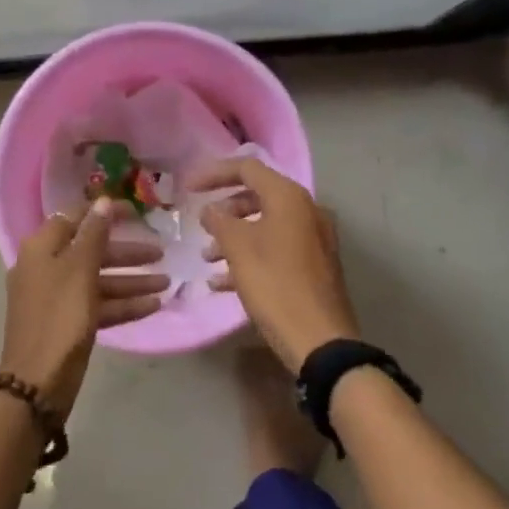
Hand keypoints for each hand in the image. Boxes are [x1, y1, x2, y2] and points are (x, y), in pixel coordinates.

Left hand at [1, 200, 167, 414]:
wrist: (37, 383)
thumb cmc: (60, 317)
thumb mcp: (80, 270)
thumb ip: (94, 234)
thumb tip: (102, 201)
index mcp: (42, 248)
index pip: (76, 217)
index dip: (105, 212)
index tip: (136, 212)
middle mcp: (46, 267)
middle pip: (91, 250)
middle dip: (127, 253)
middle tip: (161, 252)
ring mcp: (57, 297)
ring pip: (98, 279)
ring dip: (131, 280)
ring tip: (167, 283)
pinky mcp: (67, 323)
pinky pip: (98, 305)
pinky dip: (123, 304)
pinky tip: (153, 305)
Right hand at [194, 157, 359, 372]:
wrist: (320, 340)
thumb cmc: (275, 284)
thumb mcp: (238, 249)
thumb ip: (220, 221)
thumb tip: (210, 210)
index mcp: (289, 197)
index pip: (247, 168)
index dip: (214, 174)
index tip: (188, 188)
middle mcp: (306, 210)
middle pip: (258, 196)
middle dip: (225, 209)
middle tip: (201, 224)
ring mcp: (314, 239)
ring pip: (266, 225)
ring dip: (234, 236)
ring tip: (207, 258)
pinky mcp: (315, 266)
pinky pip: (277, 249)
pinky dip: (251, 256)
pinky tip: (223, 282)